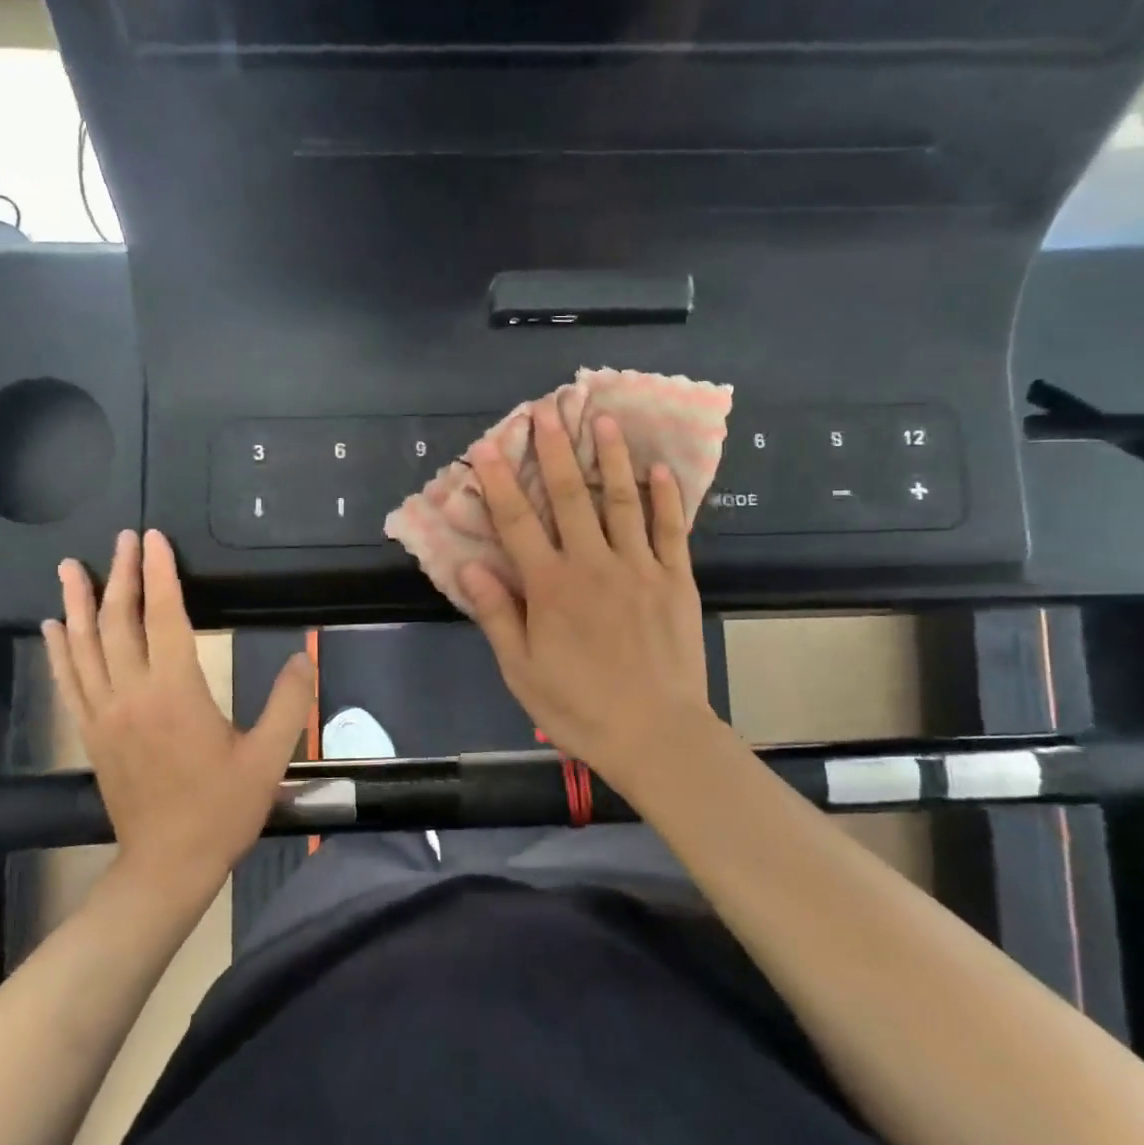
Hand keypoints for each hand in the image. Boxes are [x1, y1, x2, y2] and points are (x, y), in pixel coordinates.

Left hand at [42, 529, 312, 903]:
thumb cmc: (222, 809)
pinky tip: (51, 627)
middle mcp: (132, 695)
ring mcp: (104, 715)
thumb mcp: (269, 757)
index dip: (160, 574)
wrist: (168, 865)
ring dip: (77, 604)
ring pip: (82, 647)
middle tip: (122, 540)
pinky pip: (69, 681)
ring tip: (71, 567)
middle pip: (118, 623)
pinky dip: (58, 649)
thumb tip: (303, 656)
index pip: (165, 618)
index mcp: (176, 693)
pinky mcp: (92, 734)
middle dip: (121, 576)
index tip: (154, 539)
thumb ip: (290, 702)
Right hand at [460, 403, 717, 784]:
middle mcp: (593, 565)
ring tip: (603, 421)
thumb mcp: (522, 670)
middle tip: (547, 411)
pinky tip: (659, 469)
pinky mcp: (676, 580)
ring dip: (610, 458)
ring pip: (621, 501)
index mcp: (551, 587)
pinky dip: (665, 497)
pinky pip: (670, 529)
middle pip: (569, 498)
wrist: (656, 733)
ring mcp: (639, 568)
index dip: (499, 482)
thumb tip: (468, 567)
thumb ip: (497, 614)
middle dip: (554, 452)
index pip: (517, 523)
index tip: (489, 445)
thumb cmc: (579, 707)